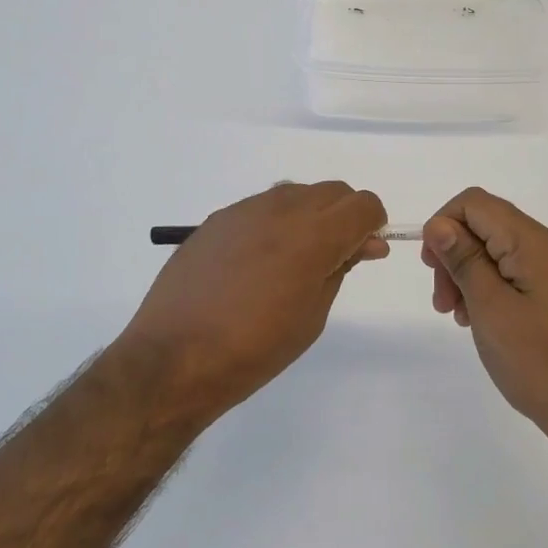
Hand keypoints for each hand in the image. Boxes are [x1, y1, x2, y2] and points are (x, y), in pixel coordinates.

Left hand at [115, 181, 387, 428]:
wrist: (173, 357)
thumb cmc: (254, 349)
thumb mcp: (312, 316)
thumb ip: (341, 269)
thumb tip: (366, 243)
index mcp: (313, 236)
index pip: (363, 205)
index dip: (373, 225)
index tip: (365, 251)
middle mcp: (282, 210)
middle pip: (334, 191)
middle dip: (345, 216)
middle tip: (335, 257)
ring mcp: (246, 209)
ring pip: (298, 193)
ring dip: (311, 215)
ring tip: (294, 260)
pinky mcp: (219, 218)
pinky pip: (263, 206)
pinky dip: (276, 221)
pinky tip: (258, 261)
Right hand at [422, 188, 547, 459]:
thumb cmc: (537, 360)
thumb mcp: (489, 307)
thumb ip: (463, 259)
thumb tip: (438, 224)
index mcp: (533, 241)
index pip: (475, 203)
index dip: (443, 225)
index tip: (430, 267)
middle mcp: (547, 243)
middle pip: (484, 224)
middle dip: (453, 254)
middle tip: (442, 302)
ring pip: (494, 247)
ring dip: (466, 273)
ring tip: (458, 315)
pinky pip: (510, 268)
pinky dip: (487, 285)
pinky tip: (478, 319)